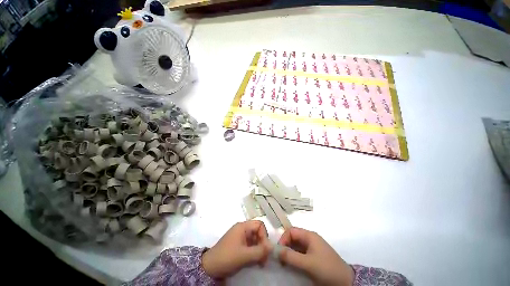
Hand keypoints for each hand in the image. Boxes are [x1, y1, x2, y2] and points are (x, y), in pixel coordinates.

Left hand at [202, 221, 271, 278]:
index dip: (264, 235)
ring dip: (259, 250)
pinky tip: (255, 262)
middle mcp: (242, 229)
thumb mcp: (244, 255)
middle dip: (263, 244)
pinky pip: (250, 245)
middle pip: (257, 232)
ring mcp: (240, 237)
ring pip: (255, 239)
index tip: (265, 249)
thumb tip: (273, 247)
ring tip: (261, 262)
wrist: (209, 267)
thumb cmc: (227, 257)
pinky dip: (254, 252)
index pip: (259, 225)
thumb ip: (260, 251)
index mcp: (242, 226)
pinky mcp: (238, 244)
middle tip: (264, 258)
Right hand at [278, 227, 354, 285]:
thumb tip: (276, 251)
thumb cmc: (327, 268)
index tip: (279, 251)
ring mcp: (312, 248)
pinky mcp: (314, 256)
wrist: (346, 281)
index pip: (291, 231)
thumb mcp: (308, 263)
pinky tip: (292, 265)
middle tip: (280, 259)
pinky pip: (300, 253)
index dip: (283, 239)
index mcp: (309, 235)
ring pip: (296, 246)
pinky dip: (294, 257)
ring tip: (285, 263)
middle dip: (285, 246)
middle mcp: (310, 239)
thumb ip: (291, 257)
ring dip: (289, 252)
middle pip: (293, 238)